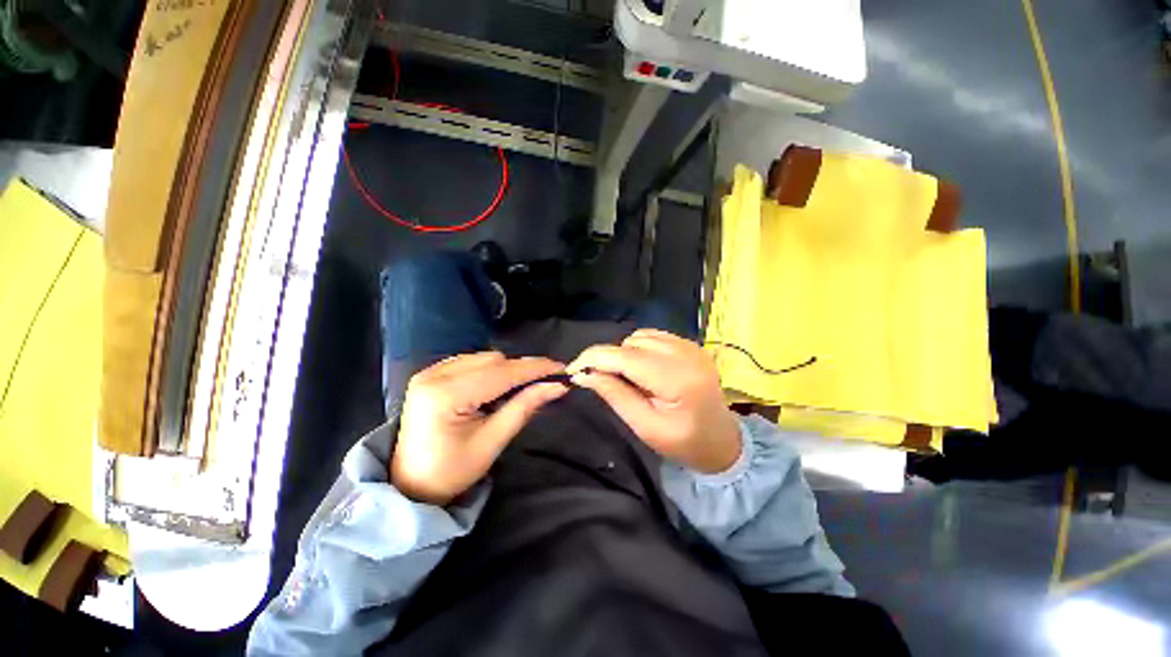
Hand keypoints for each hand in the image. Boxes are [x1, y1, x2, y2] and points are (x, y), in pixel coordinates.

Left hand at [393, 352, 568, 504]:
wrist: (410, 484)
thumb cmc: (451, 471)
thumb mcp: (492, 442)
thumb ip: (524, 408)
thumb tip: (556, 386)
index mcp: (446, 395)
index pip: (501, 373)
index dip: (535, 369)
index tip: (562, 369)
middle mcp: (435, 375)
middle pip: (494, 360)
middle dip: (521, 370)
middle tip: (544, 384)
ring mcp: (430, 371)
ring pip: (485, 358)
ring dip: (506, 370)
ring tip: (516, 392)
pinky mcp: (431, 373)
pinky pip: (472, 361)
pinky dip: (490, 370)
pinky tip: (493, 389)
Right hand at [568, 329, 740, 473]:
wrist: (721, 441)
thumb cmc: (683, 443)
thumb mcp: (645, 427)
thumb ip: (615, 395)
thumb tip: (584, 374)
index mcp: (676, 379)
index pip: (625, 357)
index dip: (593, 359)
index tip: (572, 370)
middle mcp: (686, 354)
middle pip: (630, 343)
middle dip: (609, 359)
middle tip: (604, 382)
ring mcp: (691, 346)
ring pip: (640, 336)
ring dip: (625, 354)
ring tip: (630, 379)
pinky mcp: (691, 344)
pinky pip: (654, 336)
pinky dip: (640, 348)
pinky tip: (645, 368)